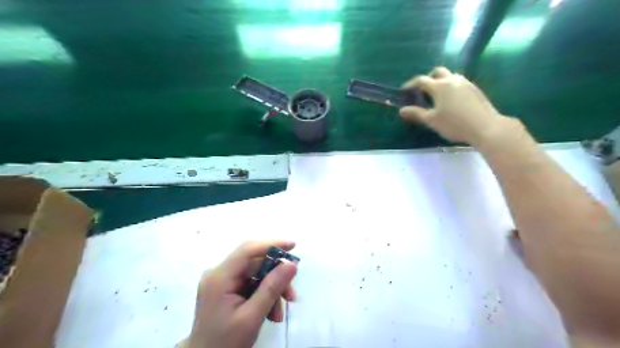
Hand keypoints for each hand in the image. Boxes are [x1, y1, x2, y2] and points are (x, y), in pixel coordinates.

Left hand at [183, 240, 297, 347]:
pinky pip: (251, 283)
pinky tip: (270, 313)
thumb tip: (291, 264)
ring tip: (278, 313)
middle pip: (255, 263)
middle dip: (275, 277)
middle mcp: (219, 273)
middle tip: (291, 295)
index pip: (248, 249)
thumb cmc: (225, 343)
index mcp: (219, 277)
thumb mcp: (252, 317)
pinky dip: (264, 295)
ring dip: (272, 290)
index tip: (293, 246)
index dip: (271, 244)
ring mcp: (222, 280)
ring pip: (256, 274)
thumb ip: (272, 288)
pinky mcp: (226, 288)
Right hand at [400, 65, 510, 144]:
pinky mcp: (475, 89)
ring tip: (437, 96)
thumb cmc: (454, 124)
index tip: (404, 91)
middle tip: (422, 90)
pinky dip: (451, 87)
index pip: (421, 80)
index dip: (410, 84)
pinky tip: (451, 100)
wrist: (485, 127)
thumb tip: (402, 110)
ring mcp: (466, 83)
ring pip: (450, 76)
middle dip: (428, 78)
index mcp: (439, 86)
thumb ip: (416, 113)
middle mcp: (452, 80)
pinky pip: (459, 82)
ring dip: (441, 81)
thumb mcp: (432, 120)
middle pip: (437, 72)